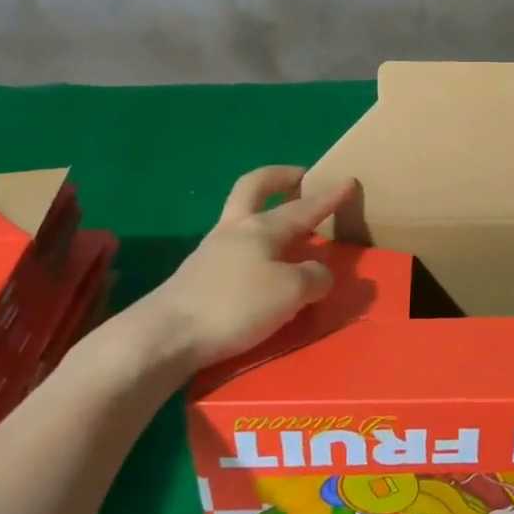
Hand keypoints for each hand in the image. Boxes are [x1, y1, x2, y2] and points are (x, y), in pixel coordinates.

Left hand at [134, 166, 355, 371]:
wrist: (165, 336)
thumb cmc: (235, 305)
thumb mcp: (291, 292)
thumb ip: (314, 277)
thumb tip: (320, 273)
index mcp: (261, 228)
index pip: (303, 207)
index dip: (328, 196)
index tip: (347, 180)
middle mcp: (235, 230)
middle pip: (253, 188)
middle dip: (279, 178)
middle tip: (300, 177)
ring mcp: (211, 252)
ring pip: (241, 218)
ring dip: (264, 213)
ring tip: (288, 230)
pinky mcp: (197, 277)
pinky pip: (233, 249)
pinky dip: (254, 248)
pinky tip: (263, 266)